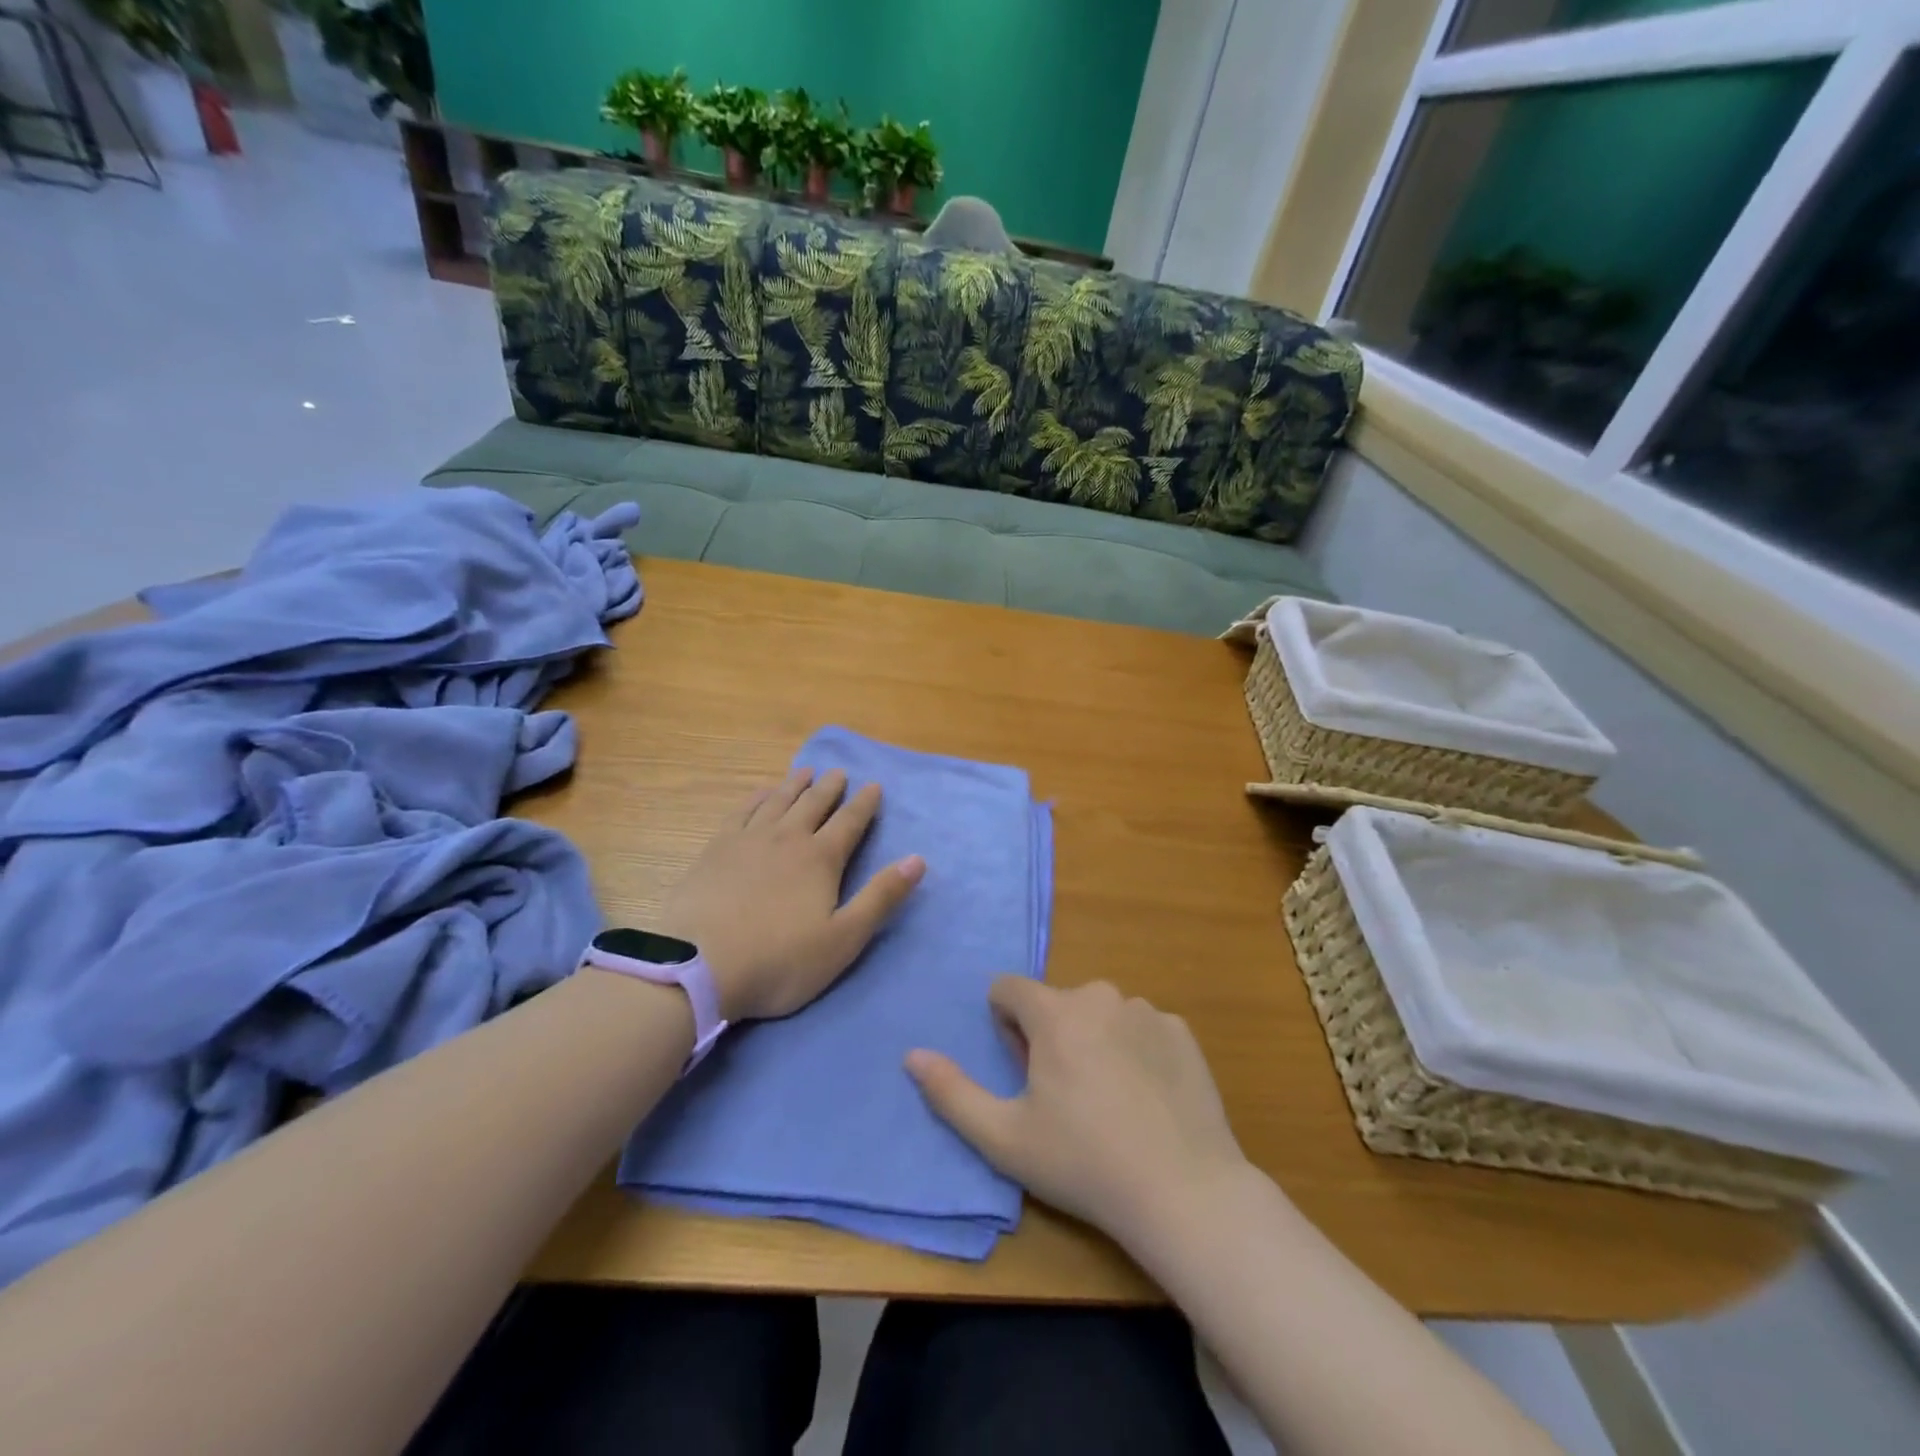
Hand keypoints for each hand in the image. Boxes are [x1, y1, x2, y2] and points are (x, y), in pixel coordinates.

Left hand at [660, 768, 924, 1022]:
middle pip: (814, 804)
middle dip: (830, 787)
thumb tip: (917, 859)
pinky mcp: (716, 849)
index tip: (873, 786)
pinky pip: (742, 811)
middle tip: (839, 772)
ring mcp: (748, 840)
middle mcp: (788, 838)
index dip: (864, 803)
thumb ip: (881, 897)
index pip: (850, 822)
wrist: (699, 967)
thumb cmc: (780, 960)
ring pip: (778, 801)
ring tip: (805, 772)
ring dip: (794, 785)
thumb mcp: (843, 939)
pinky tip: (760, 793)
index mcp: (821, 859)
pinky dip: (756, 797)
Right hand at [905, 978, 1246, 1244]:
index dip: (1006, 1027)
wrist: (1184, 1192)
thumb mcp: (1004, 1138)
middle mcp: (1101, 995)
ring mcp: (1147, 1010)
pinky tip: (1146, 1101)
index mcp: (1055, 1011)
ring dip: (1092, 1041)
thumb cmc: (1083, 1163)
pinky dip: (1134, 1051)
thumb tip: (912, 1055)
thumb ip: (951, 1093)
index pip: (1009, 988)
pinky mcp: (1182, 1032)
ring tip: (1109, 1103)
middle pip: (1056, 1003)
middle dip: (1049, 1036)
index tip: (1024, 1073)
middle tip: (1065, 1098)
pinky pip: (1140, 1029)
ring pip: (1099, 1014)